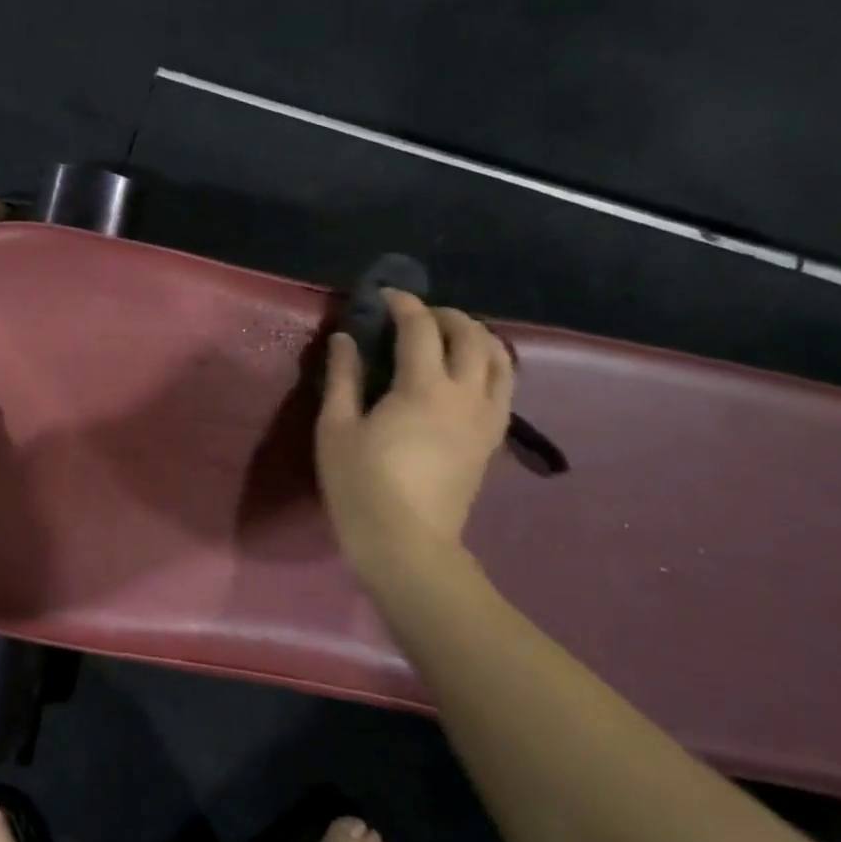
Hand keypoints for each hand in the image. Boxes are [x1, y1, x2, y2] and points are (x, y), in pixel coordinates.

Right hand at [316, 291, 513, 566]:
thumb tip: (344, 339)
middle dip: (445, 315)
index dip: (403, 304)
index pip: (421, 328)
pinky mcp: (492, 440)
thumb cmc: (361, 485)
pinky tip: (465, 373)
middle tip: (415, 315)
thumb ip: (343, 377)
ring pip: (500, 359)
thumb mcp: (336, 428)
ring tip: (448, 337)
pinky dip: (489, 365)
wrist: (407, 545)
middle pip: (471, 336)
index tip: (384, 296)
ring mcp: (486, 419)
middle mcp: (465, 395)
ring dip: (476, 337)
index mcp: (423, 388)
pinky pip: (504, 387)